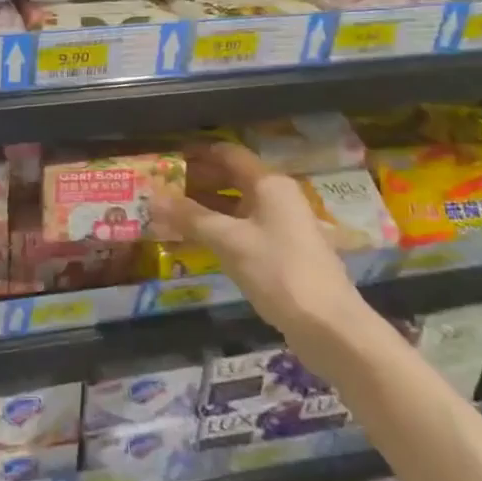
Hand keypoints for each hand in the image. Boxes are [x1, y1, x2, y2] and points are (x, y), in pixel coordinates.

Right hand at [150, 142, 369, 359]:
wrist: (330, 327)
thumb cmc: (278, 271)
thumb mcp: (229, 241)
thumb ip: (189, 216)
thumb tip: (151, 197)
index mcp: (269, 184)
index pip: (228, 154)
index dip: (197, 153)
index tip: (167, 159)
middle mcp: (277, 197)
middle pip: (232, 178)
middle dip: (196, 181)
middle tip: (161, 188)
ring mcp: (282, 225)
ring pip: (236, 206)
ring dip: (205, 208)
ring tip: (170, 214)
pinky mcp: (282, 252)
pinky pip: (243, 229)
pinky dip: (219, 229)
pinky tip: (196, 240)